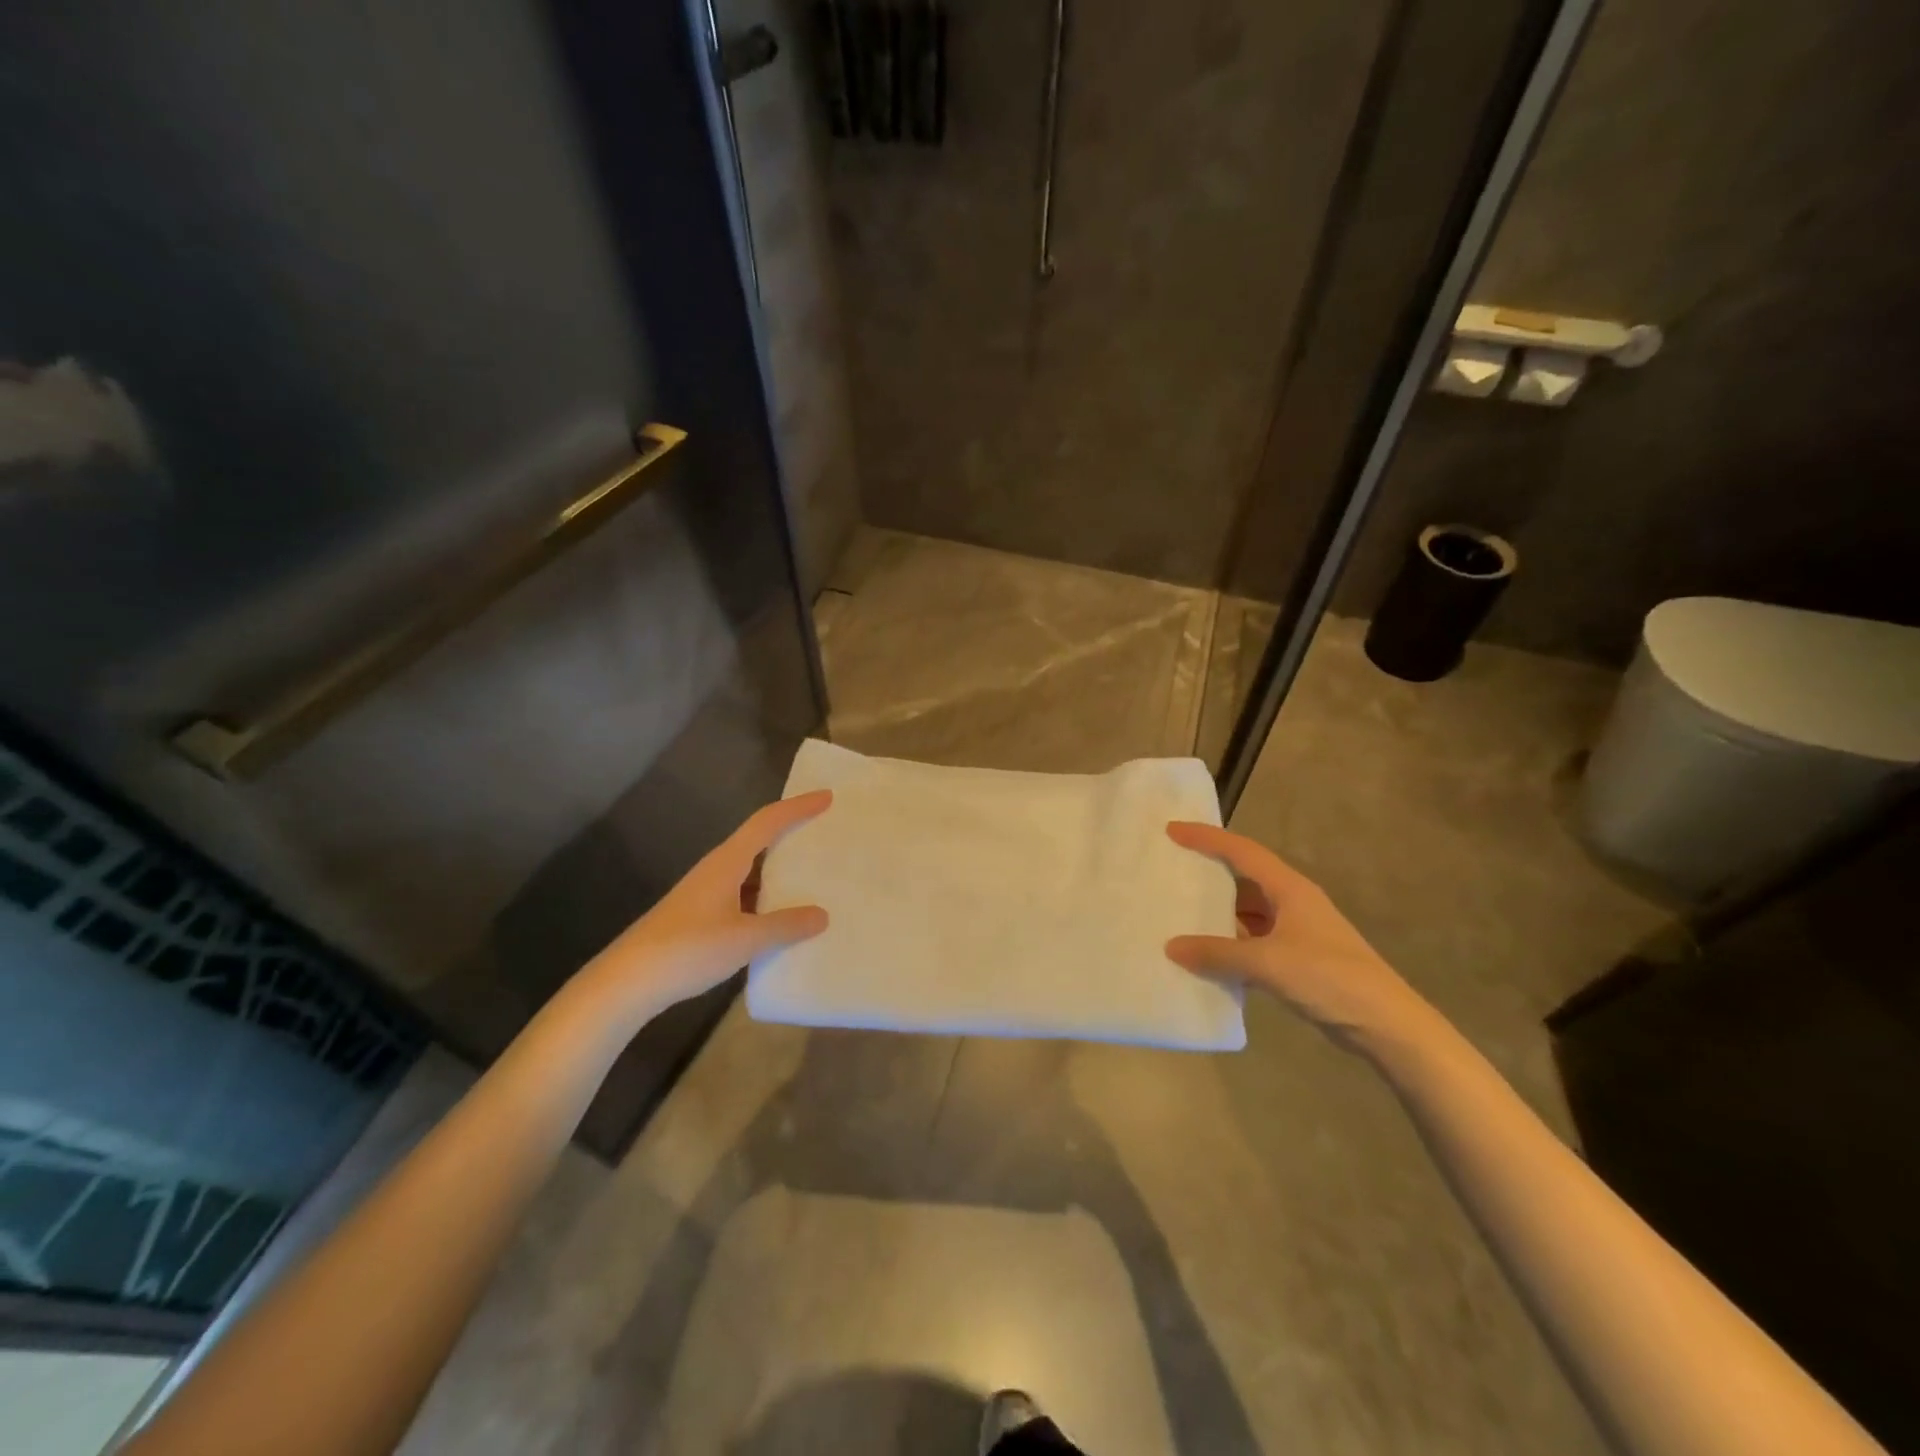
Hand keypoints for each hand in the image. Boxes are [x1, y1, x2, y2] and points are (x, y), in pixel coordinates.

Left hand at [581, 790, 832, 1015]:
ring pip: (751, 869)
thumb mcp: (745, 938)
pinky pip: (743, 893)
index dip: (798, 807)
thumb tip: (821, 915)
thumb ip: (785, 925)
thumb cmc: (688, 949)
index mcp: (727, 862)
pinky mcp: (700, 915)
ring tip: (813, 874)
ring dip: (779, 868)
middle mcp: (717, 869)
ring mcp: (706, 892)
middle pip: (759, 839)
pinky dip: (766, 896)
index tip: (827, 796)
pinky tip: (781, 915)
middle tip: (824, 831)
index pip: (767, 822)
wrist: (627, 982)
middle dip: (791, 832)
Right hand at [1164, 821, 1435, 1054]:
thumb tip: (1172, 947)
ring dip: (1218, 913)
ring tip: (1179, 913)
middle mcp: (1293, 903)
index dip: (1207, 838)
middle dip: (1209, 873)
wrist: (1386, 1025)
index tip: (1173, 830)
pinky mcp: (1298, 959)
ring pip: (1248, 912)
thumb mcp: (1268, 963)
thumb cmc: (1330, 978)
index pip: (1242, 852)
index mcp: (1290, 889)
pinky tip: (1207, 955)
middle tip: (1172, 870)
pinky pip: (1253, 941)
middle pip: (1244, 878)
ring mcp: (1297, 932)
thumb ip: (1218, 953)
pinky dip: (1230, 943)